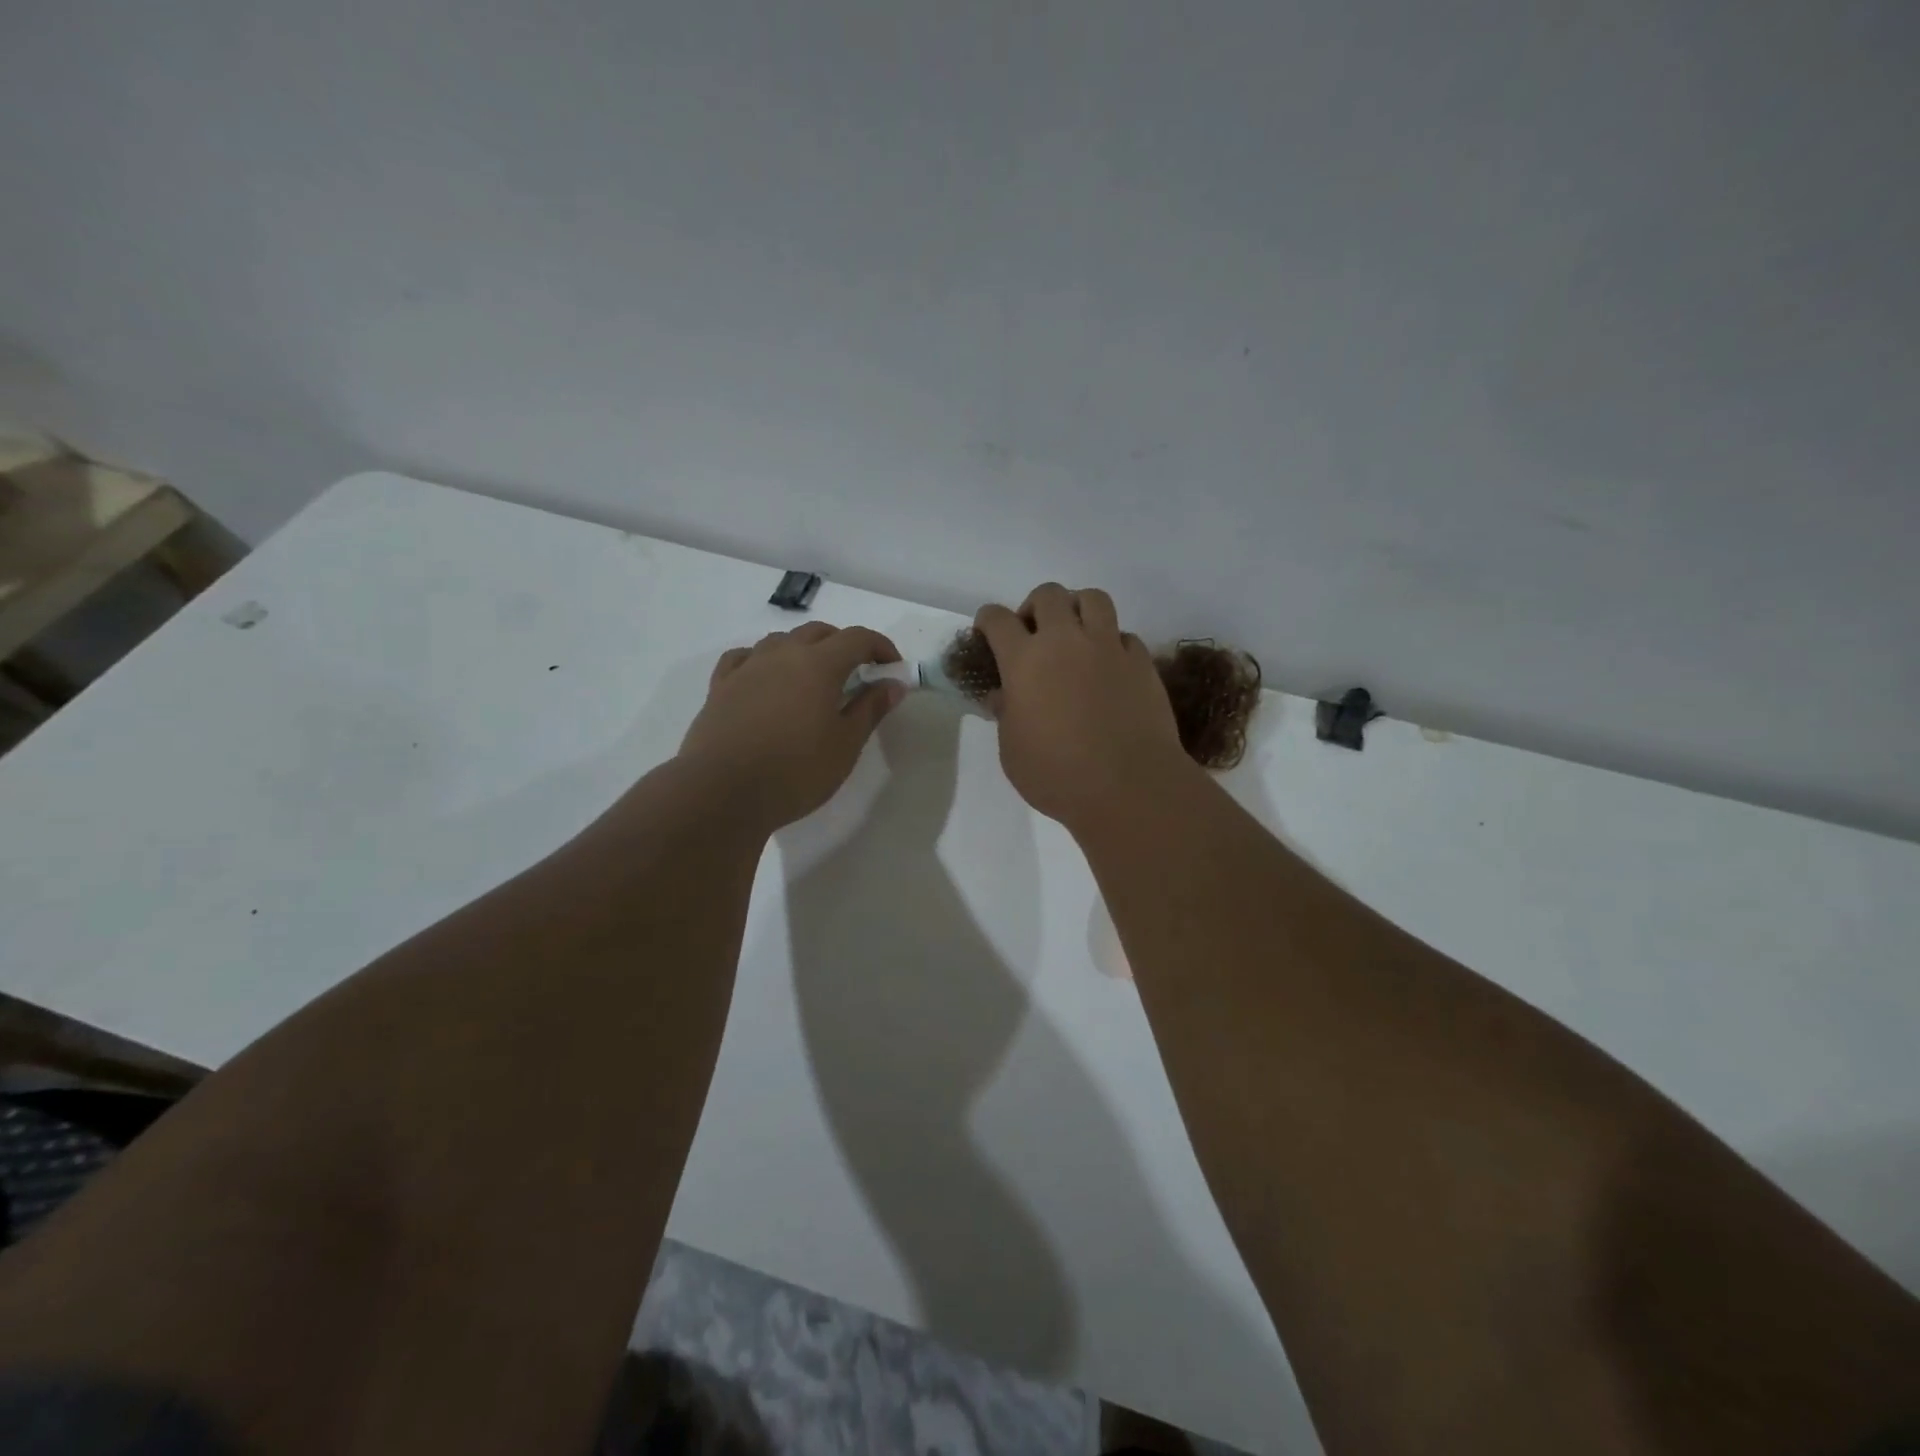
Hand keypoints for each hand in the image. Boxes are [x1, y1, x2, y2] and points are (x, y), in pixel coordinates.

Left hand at [679, 623, 904, 830]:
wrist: (723, 792)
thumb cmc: (796, 771)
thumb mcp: (845, 745)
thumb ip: (870, 709)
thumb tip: (893, 684)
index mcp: (819, 664)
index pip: (857, 638)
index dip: (880, 647)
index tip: (892, 668)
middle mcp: (782, 654)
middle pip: (819, 632)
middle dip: (843, 646)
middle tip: (856, 675)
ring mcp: (748, 667)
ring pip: (781, 641)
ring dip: (803, 650)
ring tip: (812, 679)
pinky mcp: (721, 686)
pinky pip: (745, 657)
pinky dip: (763, 660)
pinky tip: (765, 678)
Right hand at [974, 584, 1195, 833]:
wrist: (1129, 786)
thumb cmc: (1058, 775)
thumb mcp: (1013, 752)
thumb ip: (1006, 715)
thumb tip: (1003, 696)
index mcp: (1024, 661)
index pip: (998, 619)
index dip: (988, 620)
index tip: (987, 631)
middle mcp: (1065, 641)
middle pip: (1048, 595)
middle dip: (1035, 607)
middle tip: (1034, 634)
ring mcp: (1108, 647)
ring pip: (1092, 598)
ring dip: (1078, 609)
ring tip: (1075, 635)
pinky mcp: (1141, 661)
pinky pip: (1124, 635)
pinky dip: (1112, 643)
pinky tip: (1109, 666)